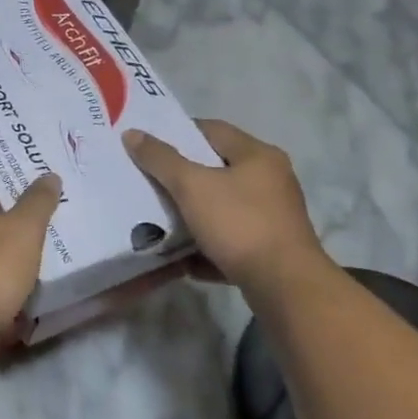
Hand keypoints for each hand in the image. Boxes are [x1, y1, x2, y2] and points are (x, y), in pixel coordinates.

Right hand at [124, 120, 324, 285]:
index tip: (149, 145)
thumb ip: (160, 159)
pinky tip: (182, 258)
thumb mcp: (192, 186)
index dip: (178, 133)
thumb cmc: (239, 224)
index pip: (212, 130)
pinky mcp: (270, 250)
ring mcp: (273, 217)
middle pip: (217, 169)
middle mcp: (271, 181)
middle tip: (148, 180)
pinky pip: (230, 240)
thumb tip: (132, 133)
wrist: (285, 288)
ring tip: (159, 218)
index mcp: (258, 156)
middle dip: (182, 176)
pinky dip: (207, 245)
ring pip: (222, 207)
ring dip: (192, 214)